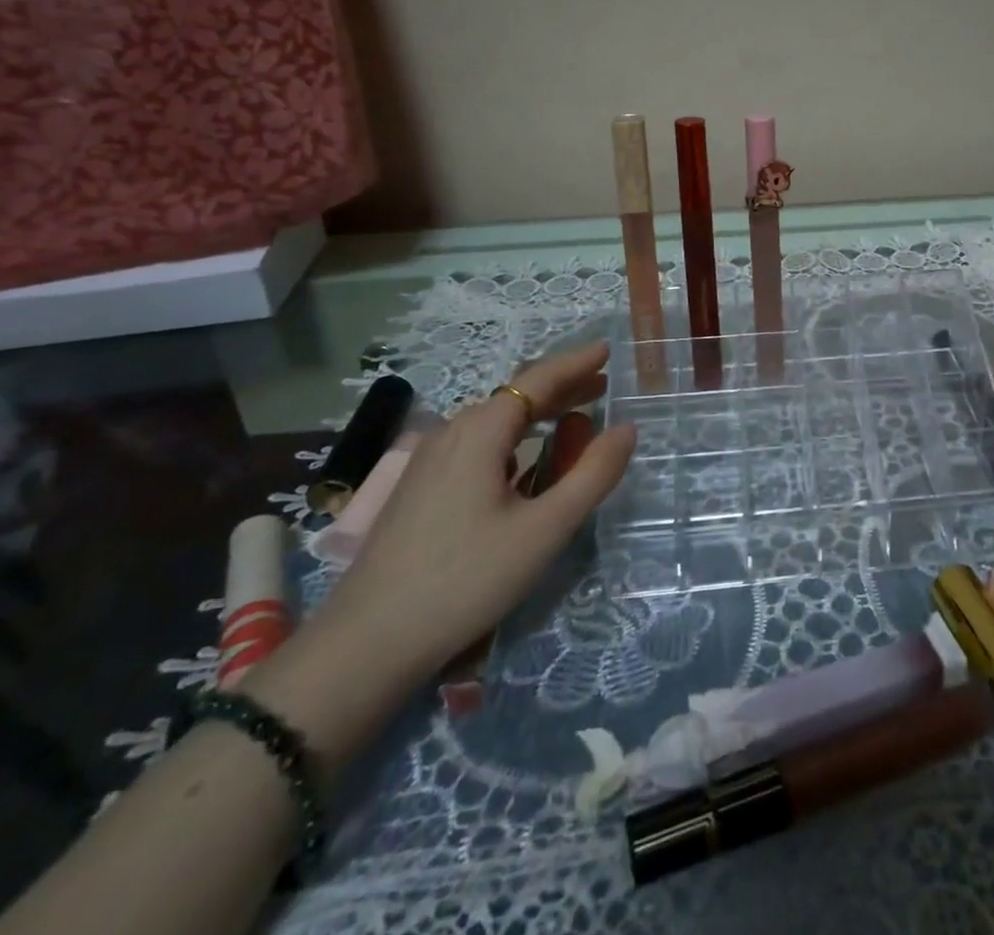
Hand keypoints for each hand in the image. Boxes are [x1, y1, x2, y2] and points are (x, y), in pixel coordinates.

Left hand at [309, 341, 635, 682]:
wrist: (367, 644)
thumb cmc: (467, 578)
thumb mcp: (545, 528)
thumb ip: (592, 474)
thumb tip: (626, 429)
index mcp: (481, 431)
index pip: (538, 380)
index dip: (576, 363)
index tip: (607, 349)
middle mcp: (451, 433)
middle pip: (515, 397)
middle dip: (562, 388)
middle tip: (602, 387)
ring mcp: (429, 461)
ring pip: (494, 423)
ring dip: (537, 416)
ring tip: (573, 422)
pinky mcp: (419, 489)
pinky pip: (476, 446)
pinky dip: (513, 441)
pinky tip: (524, 465)